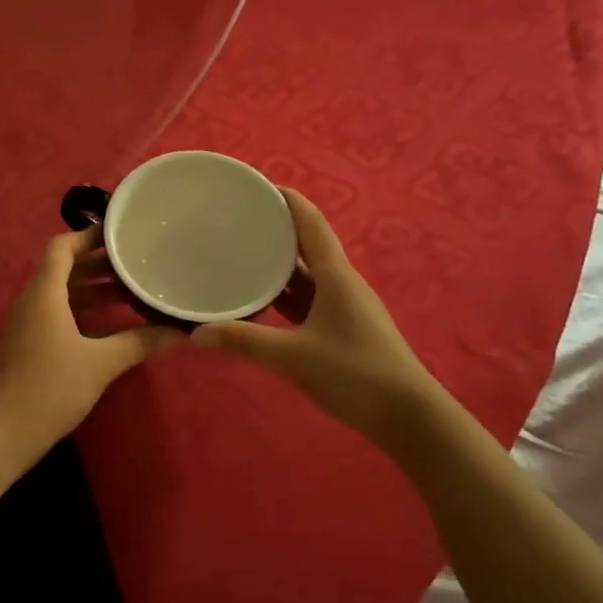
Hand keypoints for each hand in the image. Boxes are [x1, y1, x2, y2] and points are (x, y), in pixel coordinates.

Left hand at [0, 227, 182, 457]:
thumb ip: (139, 342)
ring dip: (94, 288)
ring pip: (64, 293)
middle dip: (100, 263)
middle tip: (137, 260)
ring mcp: (30, 323)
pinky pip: (60, 313)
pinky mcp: (32, 343)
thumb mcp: (101, 363)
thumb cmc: (51, 387)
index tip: (120, 233)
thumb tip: (179, 331)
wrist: (7, 431)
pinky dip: (85, 310)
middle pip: (65, 269)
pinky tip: (115, 322)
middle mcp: (33, 300)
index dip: (88, 235)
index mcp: (44, 293)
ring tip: (133, 288)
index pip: (62, 247)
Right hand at [191, 189, 439, 435]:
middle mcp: (340, 283)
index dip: (286, 199)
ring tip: (238, 252)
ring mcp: (341, 306)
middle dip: (273, 228)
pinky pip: (305, 299)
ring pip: (305, 274)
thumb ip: (244, 342)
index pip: (310, 223)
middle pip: (305, 244)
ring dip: (276, 262)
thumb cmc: (357, 373)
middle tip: (234, 219)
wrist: (408, 417)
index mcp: (336, 276)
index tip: (254, 185)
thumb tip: (195, 333)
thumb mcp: (295, 357)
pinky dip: (282, 292)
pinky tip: (258, 298)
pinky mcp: (339, 328)